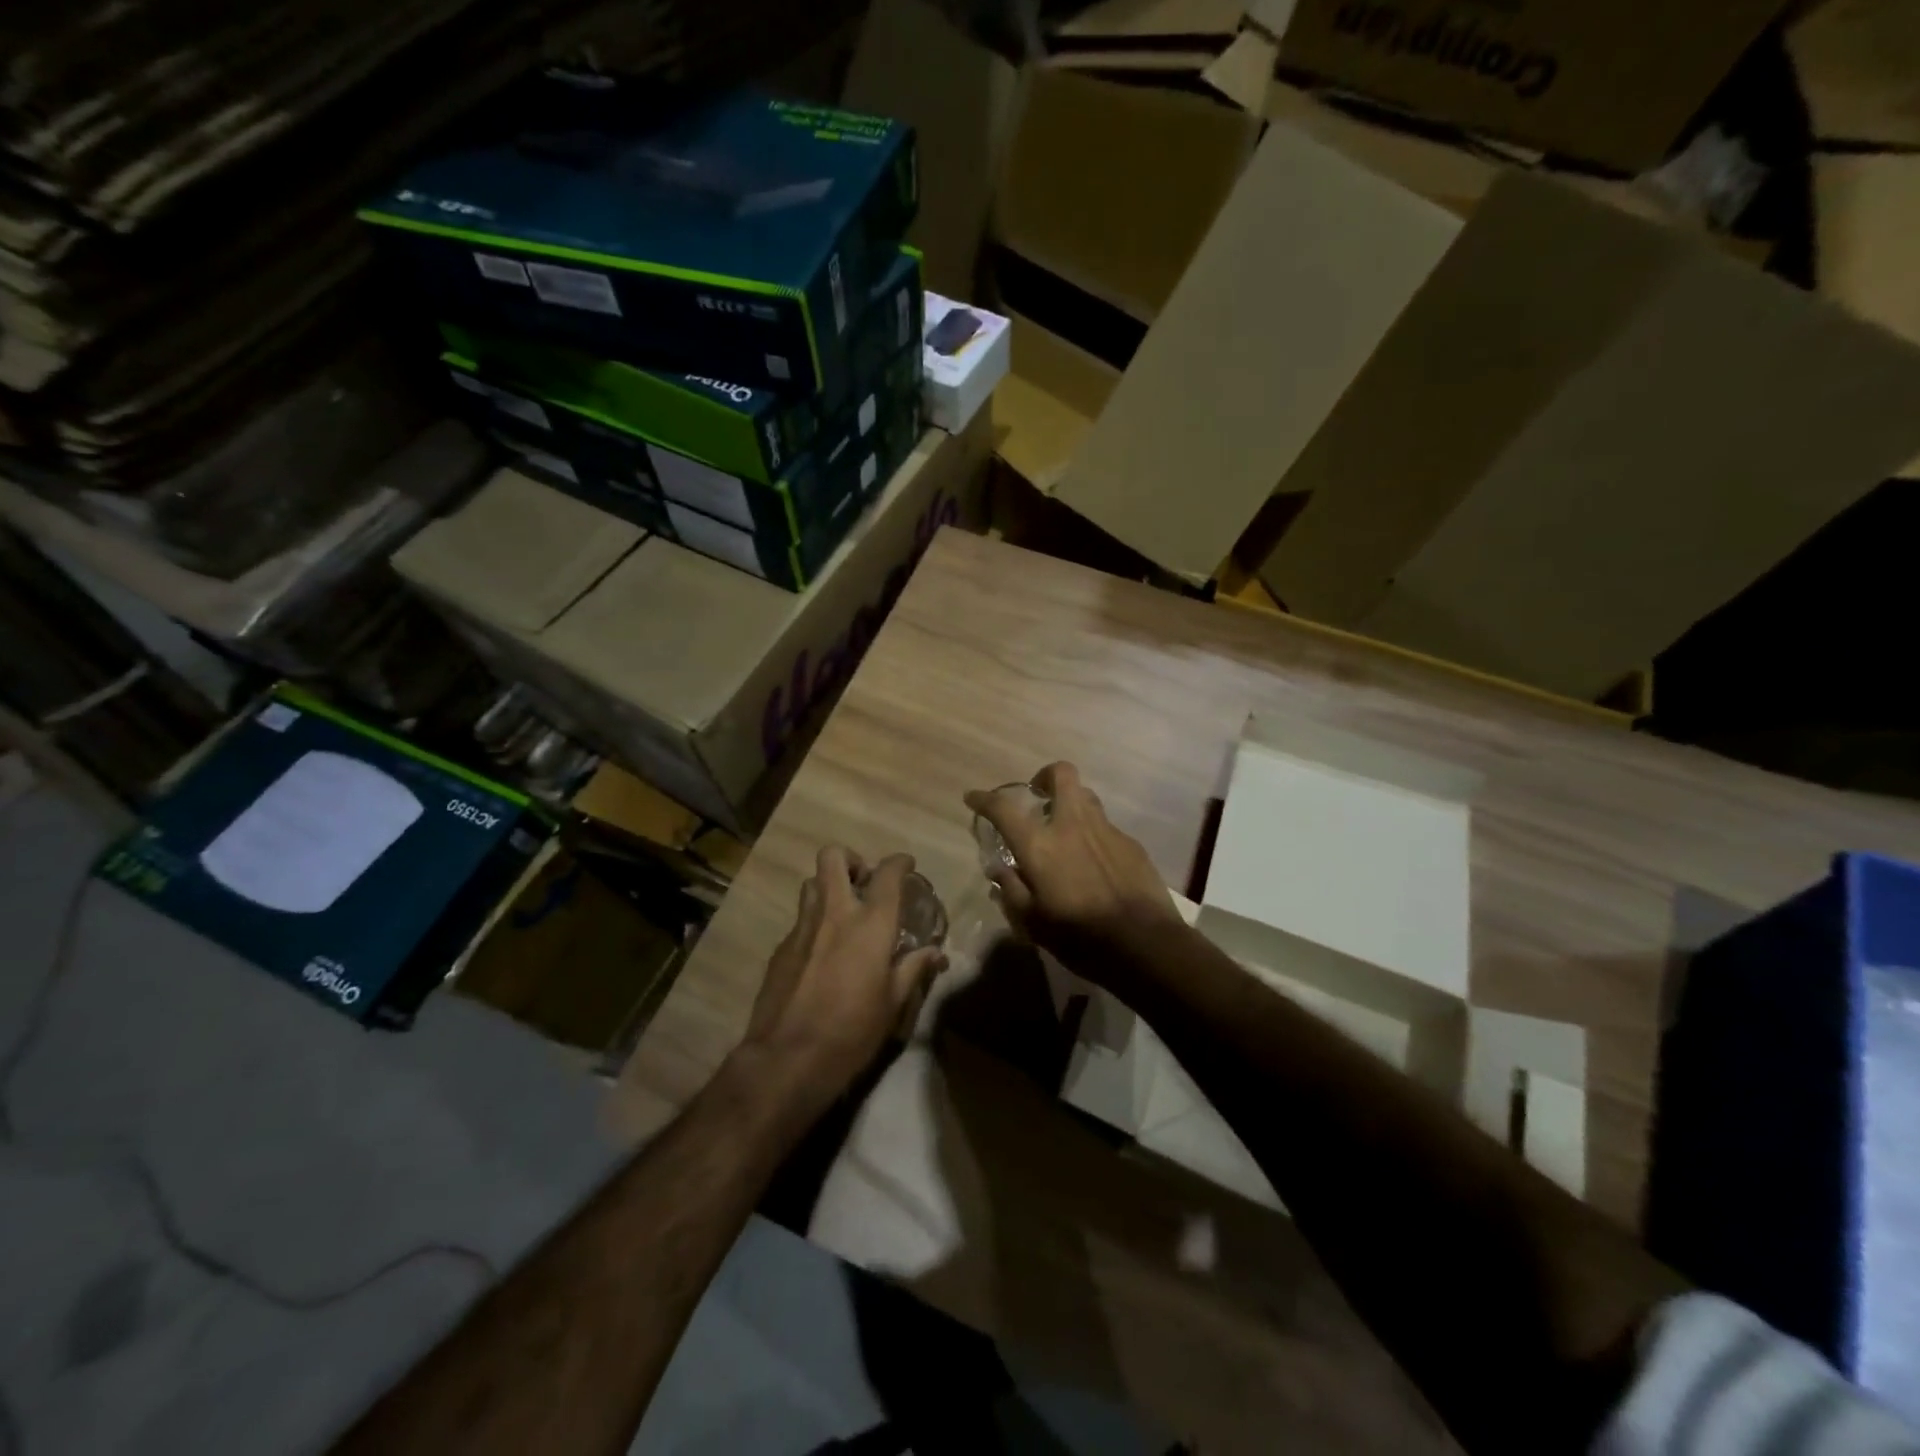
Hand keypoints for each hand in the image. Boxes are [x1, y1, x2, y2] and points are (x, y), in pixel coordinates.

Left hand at [740, 847, 947, 1102]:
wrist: (788, 1059)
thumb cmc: (852, 1031)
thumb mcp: (893, 1003)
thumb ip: (913, 969)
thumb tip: (936, 953)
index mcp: (871, 924)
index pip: (887, 873)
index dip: (899, 862)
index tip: (906, 865)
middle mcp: (835, 913)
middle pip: (834, 857)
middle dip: (852, 860)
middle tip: (864, 882)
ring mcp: (802, 928)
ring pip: (811, 882)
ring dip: (829, 887)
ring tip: (843, 912)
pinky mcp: (781, 948)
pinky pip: (800, 919)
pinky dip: (814, 922)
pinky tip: (822, 952)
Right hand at [964, 762, 1179, 968]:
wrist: (1144, 944)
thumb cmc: (1079, 937)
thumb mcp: (1033, 923)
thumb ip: (1012, 890)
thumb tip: (1000, 869)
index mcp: (1040, 845)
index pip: (1004, 808)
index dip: (984, 799)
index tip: (974, 798)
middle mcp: (1072, 825)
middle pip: (1061, 774)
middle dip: (1045, 776)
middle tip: (1037, 796)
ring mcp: (1106, 830)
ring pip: (1086, 797)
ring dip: (1071, 804)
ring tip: (1065, 830)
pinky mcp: (1131, 843)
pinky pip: (1106, 827)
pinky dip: (1093, 835)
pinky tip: (1095, 863)